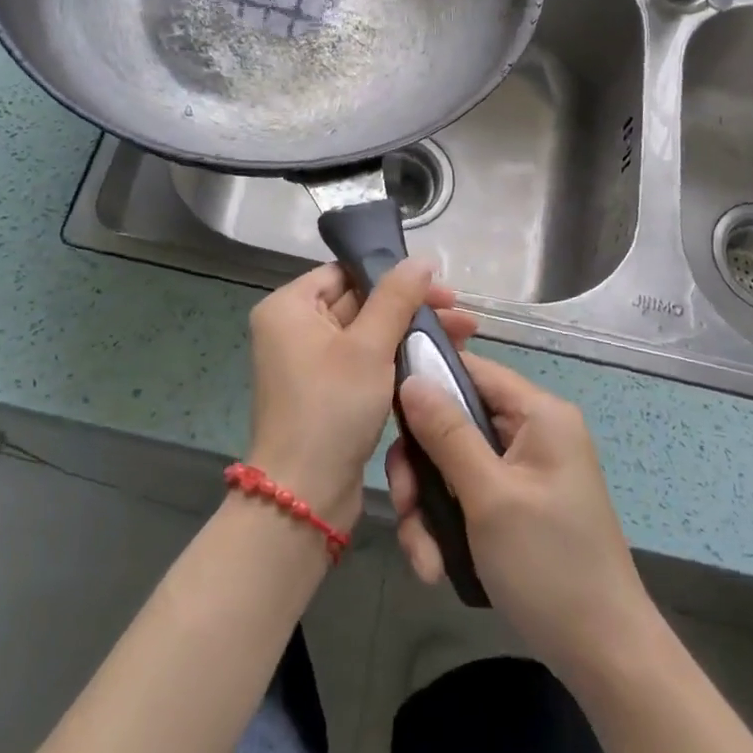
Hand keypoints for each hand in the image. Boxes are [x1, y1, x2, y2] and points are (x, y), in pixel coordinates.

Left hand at [247, 261, 475, 533]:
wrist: (305, 494)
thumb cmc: (332, 407)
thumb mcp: (369, 347)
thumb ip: (396, 298)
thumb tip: (421, 259)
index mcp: (289, 307)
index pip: (345, 273)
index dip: (394, 276)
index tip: (441, 289)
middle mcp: (293, 328)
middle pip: (360, 302)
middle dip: (411, 309)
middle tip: (462, 317)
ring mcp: (308, 362)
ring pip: (367, 334)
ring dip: (410, 334)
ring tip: (463, 337)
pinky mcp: (325, 392)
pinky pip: (363, 362)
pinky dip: (395, 360)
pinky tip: (436, 362)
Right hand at [387, 354, 654, 687]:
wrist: (604, 658)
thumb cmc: (549, 565)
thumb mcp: (490, 496)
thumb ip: (447, 433)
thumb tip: (410, 378)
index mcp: (538, 414)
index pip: (471, 369)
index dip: (425, 381)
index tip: (385, 412)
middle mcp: (531, 433)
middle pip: (453, 422)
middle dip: (421, 469)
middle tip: (405, 507)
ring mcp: (523, 472)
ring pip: (451, 465)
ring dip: (428, 509)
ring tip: (424, 558)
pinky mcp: (514, 506)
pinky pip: (466, 496)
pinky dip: (446, 528)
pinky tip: (436, 567)